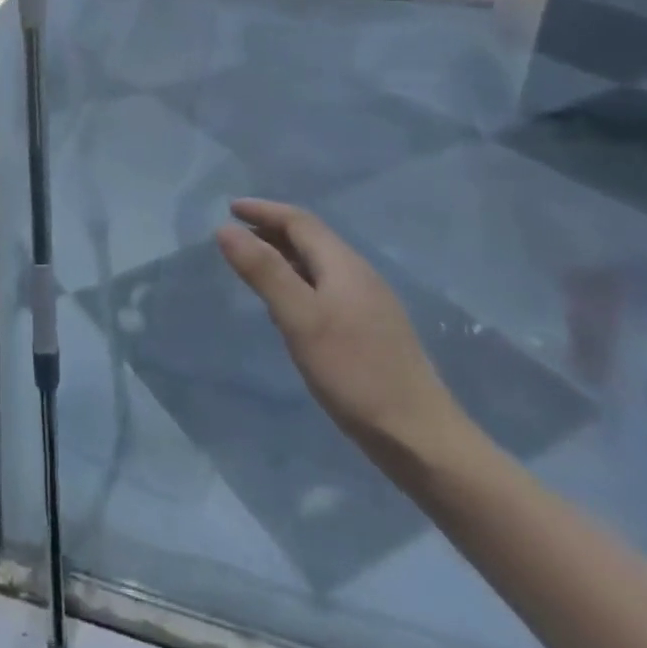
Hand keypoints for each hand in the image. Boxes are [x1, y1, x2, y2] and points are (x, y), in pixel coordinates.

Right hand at [216, 199, 462, 460]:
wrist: (421, 439)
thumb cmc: (355, 373)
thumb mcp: (301, 319)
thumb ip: (264, 272)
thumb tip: (225, 229)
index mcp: (344, 265)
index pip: (299, 221)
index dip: (263, 210)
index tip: (229, 209)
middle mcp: (359, 275)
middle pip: (311, 239)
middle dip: (271, 230)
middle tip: (234, 235)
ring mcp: (369, 304)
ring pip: (318, 265)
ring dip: (283, 257)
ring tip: (252, 266)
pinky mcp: (371, 331)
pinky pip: (326, 289)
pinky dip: (298, 283)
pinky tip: (287, 309)